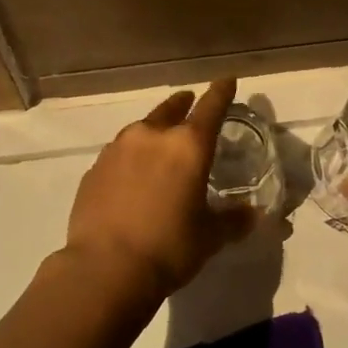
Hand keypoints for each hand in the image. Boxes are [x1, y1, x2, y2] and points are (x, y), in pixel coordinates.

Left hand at [64, 79, 257, 296]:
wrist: (105, 268)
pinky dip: (130, 157)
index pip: (210, 108)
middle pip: (170, 110)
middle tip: (188, 102)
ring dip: (153, 130)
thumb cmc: (169, 248)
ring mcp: (117, 151)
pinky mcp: (93, 170)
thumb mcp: (210, 236)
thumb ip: (233, 220)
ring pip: (140, 129)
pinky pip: (118, 154)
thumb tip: (253, 214)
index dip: (221, 92)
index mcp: (187, 147)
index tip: (226, 79)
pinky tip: (130, 175)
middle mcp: (151, 137)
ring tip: (158, 141)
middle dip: (183, 104)